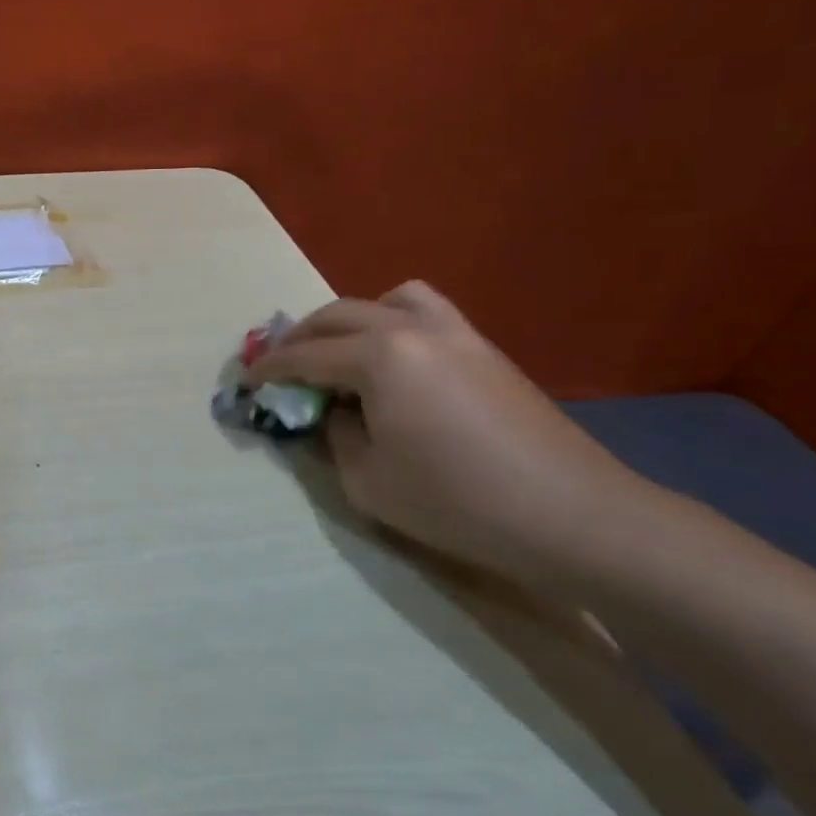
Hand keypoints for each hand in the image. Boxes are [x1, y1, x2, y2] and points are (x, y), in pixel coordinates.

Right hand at [245, 281, 655, 580]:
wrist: (571, 516)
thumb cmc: (457, 502)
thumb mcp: (367, 480)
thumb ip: (335, 435)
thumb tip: (332, 410)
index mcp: (379, 357)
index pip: (305, 355)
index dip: (268, 369)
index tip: (244, 380)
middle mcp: (413, 329)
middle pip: (339, 315)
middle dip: (300, 337)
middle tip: (280, 366)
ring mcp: (456, 333)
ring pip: (387, 299)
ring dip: (352, 320)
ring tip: (341, 352)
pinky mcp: (485, 349)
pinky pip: (425, 313)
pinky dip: (393, 323)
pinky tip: (395, 364)